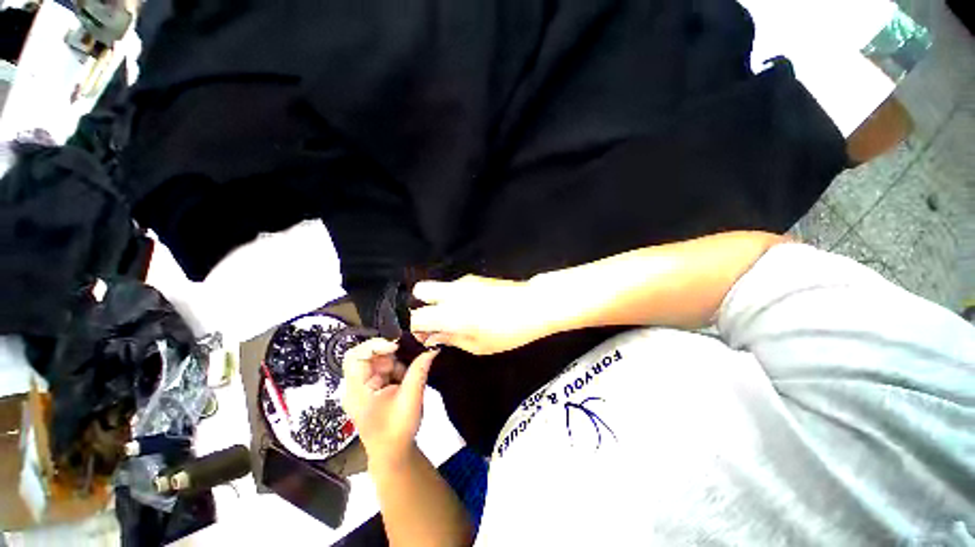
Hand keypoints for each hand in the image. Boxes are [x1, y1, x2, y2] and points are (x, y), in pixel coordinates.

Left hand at [341, 338, 438, 469]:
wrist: (394, 454)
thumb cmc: (398, 429)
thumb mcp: (411, 397)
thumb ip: (420, 370)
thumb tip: (432, 348)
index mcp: (357, 390)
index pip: (355, 356)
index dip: (374, 346)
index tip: (396, 347)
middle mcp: (356, 386)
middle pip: (369, 357)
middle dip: (391, 358)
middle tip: (408, 363)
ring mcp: (364, 388)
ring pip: (379, 362)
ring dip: (396, 365)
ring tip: (408, 379)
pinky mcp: (373, 390)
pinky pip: (384, 371)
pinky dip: (397, 371)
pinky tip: (406, 381)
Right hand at [411, 275, 558, 354]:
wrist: (534, 305)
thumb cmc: (508, 331)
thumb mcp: (479, 346)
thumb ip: (451, 339)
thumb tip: (433, 337)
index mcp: (450, 313)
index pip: (415, 316)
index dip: (413, 327)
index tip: (423, 336)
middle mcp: (452, 293)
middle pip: (419, 290)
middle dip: (420, 305)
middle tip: (434, 320)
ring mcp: (464, 282)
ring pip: (439, 287)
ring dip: (439, 301)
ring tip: (458, 317)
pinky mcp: (475, 278)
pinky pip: (455, 286)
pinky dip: (454, 297)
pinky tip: (473, 307)